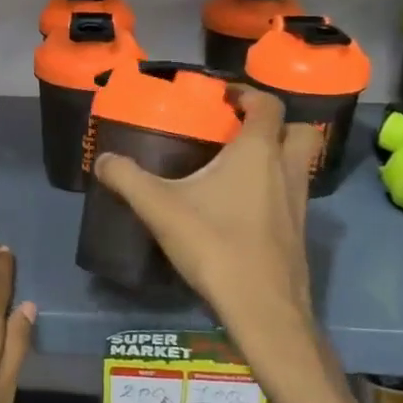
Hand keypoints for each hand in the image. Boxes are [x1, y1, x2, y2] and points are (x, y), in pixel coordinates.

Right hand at [92, 90, 325, 378]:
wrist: (262, 308)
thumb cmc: (215, 244)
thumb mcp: (159, 207)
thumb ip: (127, 178)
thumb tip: (104, 160)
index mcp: (258, 152)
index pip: (268, 105)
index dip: (248, 94)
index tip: (223, 97)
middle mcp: (286, 171)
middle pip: (299, 131)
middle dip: (275, 124)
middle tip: (239, 131)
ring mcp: (299, 204)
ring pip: (298, 165)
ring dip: (276, 158)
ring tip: (236, 168)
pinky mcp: (298, 234)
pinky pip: (291, 196)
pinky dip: (273, 190)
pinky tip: (240, 208)